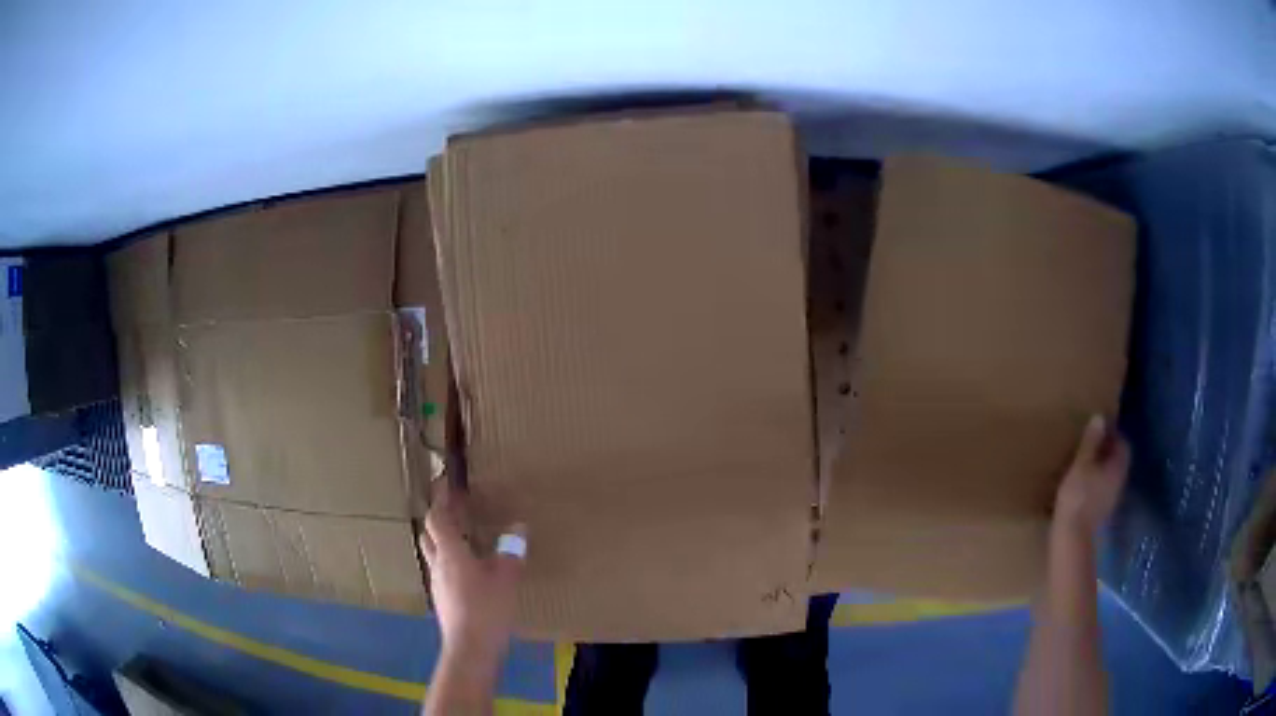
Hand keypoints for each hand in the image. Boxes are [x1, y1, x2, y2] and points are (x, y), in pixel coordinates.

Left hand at [419, 482, 525, 662]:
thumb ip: (511, 551)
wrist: (470, 648)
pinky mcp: (442, 600)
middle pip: (429, 534)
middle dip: (438, 519)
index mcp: (450, 553)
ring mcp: (437, 584)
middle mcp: (438, 564)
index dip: (440, 500)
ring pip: (433, 554)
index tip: (445, 484)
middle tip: (454, 510)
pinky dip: (450, 562)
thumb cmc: (486, 609)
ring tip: (463, 538)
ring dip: (443, 541)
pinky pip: (442, 571)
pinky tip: (468, 571)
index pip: (437, 519)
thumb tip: (518, 527)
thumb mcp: (506, 578)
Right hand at [1054, 414, 1129, 537]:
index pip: (1123, 444)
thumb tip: (1099, 417)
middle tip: (1092, 443)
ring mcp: (1111, 499)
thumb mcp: (1081, 465)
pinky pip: (1103, 489)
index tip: (1100, 429)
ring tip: (1085, 463)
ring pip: (1110, 476)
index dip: (1114, 434)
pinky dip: (1096, 482)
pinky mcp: (1102, 512)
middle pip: (1118, 461)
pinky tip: (1083, 484)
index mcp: (1117, 467)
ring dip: (1101, 467)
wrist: (1072, 538)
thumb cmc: (1078, 497)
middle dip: (1107, 451)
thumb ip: (1091, 442)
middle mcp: (1119, 481)